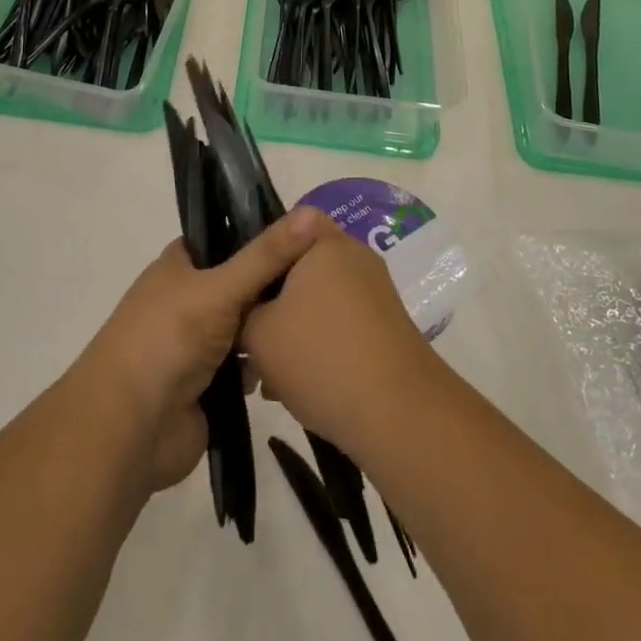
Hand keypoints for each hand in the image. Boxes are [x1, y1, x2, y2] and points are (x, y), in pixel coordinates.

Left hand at [78, 207, 334, 491]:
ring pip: (245, 327)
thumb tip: (314, 212)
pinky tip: (290, 365)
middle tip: (322, 282)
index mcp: (179, 265)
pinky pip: (245, 367)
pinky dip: (261, 367)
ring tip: (313, 325)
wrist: (130, 428)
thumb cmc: (168, 339)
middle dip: (272, 288)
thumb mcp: (220, 287)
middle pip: (241, 284)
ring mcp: (196, 343)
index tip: (307, 235)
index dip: (261, 234)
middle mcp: (187, 298)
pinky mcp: (209, 385)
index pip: (225, 237)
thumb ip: (267, 255)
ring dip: (268, 331)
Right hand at [242, 227, 439, 456]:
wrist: (398, 413)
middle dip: (272, 302)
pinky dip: (318, 346)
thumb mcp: (258, 334)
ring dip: (291, 330)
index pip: (287, 226)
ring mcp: (374, 293)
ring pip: (318, 302)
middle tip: (247, 337)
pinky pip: (339, 324)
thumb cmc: (320, 357)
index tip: (242, 290)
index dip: (260, 254)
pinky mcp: (386, 327)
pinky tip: (296, 387)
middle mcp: (354, 258)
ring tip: (267, 376)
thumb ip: (244, 311)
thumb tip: (248, 312)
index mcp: (325, 243)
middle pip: (300, 268)